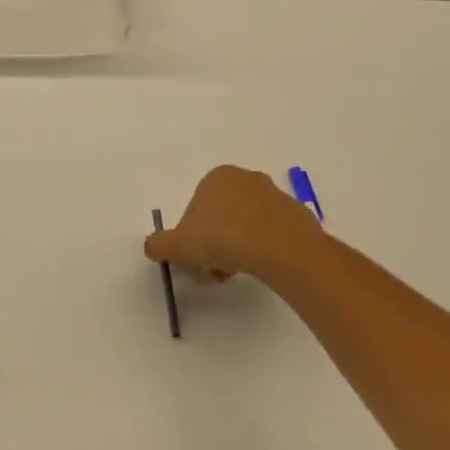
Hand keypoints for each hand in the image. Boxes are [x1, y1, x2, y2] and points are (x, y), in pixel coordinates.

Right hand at [145, 165, 326, 284]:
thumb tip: (154, 247)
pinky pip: (268, 235)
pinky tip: (259, 268)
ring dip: (233, 252)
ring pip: (242, 228)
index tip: (194, 261)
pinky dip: (259, 250)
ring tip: (234, 273)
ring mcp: (274, 196)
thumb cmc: (222, 238)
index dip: (189, 239)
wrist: (280, 248)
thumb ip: (158, 245)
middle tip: (212, 271)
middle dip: (212, 247)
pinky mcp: (295, 216)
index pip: (194, 210)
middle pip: (218, 219)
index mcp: (217, 177)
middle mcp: (246, 179)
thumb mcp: (177, 245)